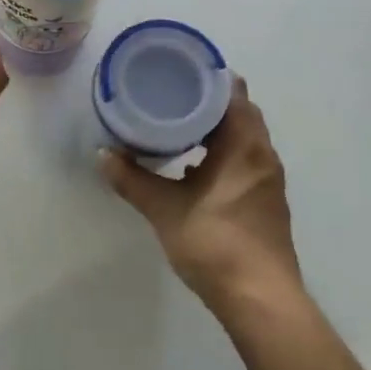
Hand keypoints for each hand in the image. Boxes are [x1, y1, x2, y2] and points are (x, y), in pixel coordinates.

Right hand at [100, 80, 303, 320]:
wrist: (260, 299)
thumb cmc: (215, 244)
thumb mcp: (165, 209)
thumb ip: (132, 180)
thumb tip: (102, 155)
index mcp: (244, 144)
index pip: (231, 91)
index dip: (206, 76)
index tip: (178, 70)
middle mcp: (262, 153)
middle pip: (237, 111)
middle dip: (206, 100)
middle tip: (170, 94)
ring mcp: (268, 178)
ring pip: (243, 136)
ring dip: (215, 128)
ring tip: (177, 125)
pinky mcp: (266, 199)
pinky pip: (245, 158)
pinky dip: (222, 151)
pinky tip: (194, 166)